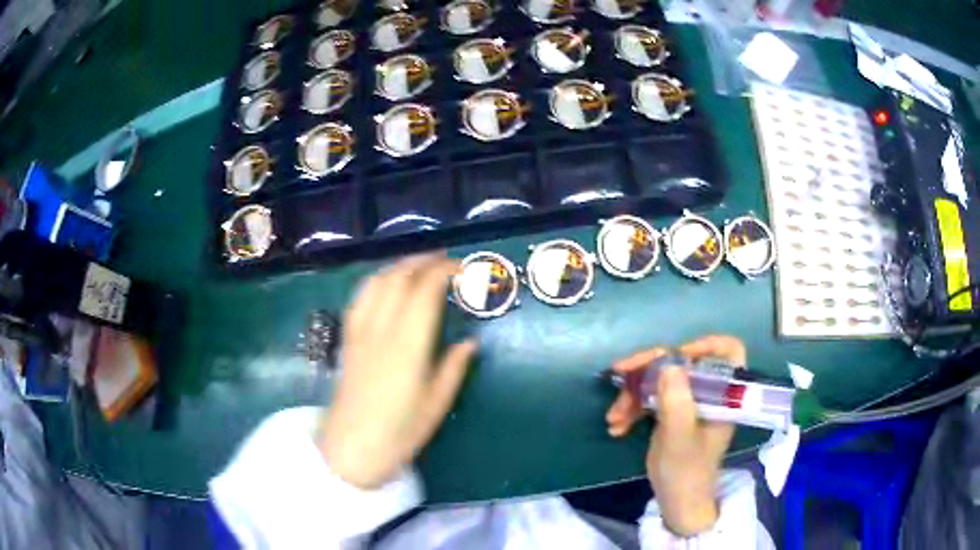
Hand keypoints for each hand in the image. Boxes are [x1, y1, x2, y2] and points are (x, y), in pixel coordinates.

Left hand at [319, 254, 477, 488]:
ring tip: (420, 265)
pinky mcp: (348, 338)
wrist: (352, 447)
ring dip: (400, 265)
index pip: (425, 291)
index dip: (444, 271)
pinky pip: (361, 297)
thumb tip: (471, 342)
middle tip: (446, 260)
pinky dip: (378, 280)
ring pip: (377, 282)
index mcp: (408, 345)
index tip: (463, 269)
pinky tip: (386, 284)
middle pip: (399, 278)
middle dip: (424, 261)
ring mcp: (360, 331)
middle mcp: (381, 329)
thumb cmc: (400, 432)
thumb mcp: (437, 404)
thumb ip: (454, 368)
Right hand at [605, 335, 745, 535]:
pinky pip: (651, 397)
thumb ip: (676, 401)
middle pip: (682, 362)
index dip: (705, 345)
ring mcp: (689, 401)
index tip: (674, 356)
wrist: (677, 502)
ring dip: (633, 393)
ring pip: (661, 379)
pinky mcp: (672, 411)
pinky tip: (617, 426)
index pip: (728, 352)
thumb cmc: (687, 472)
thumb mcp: (679, 439)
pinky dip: (632, 408)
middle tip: (619, 374)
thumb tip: (668, 362)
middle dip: (648, 370)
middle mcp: (708, 392)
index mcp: (723, 395)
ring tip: (613, 418)